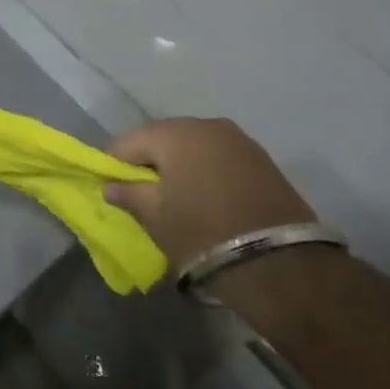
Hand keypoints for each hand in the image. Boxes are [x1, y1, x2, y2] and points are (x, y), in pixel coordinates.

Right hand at [104, 118, 313, 267]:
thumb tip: (111, 186)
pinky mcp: (261, 158)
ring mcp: (237, 138)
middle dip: (149, 161)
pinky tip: (206, 195)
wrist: (281, 264)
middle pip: (162, 138)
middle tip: (140, 191)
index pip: (128, 142)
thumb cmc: (203, 234)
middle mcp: (205, 124)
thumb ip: (129, 195)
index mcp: (173, 133)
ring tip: (175, 194)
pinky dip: (206, 170)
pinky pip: (219, 156)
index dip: (113, 163)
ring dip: (180, 164)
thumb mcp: (156, 218)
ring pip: (194, 145)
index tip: (109, 185)